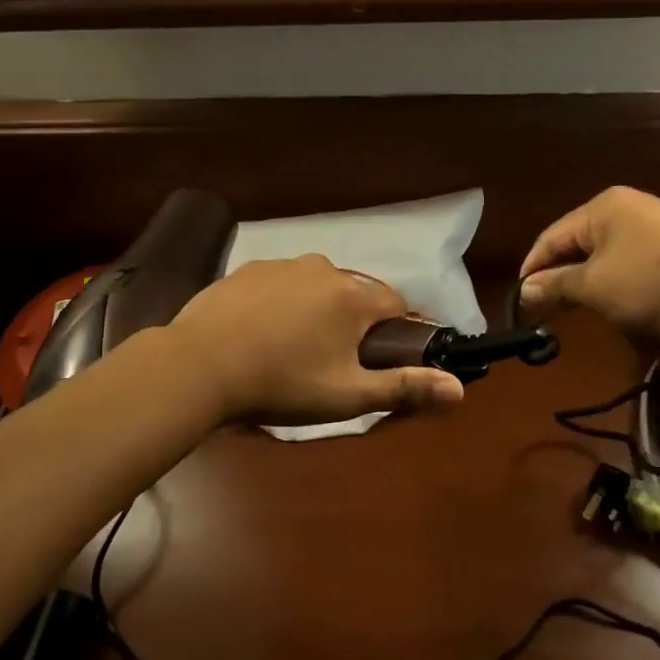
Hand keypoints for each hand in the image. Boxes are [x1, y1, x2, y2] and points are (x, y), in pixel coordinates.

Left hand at [170, 256, 465, 424]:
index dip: (393, 333)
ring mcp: (281, 265)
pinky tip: (259, 334)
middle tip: (328, 363)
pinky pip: (279, 285)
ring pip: (315, 287)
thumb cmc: (282, 383)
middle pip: (354, 295)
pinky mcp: (246, 270)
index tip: (377, 360)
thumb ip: (404, 388)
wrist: (200, 366)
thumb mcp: (347, 395)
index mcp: (352, 297)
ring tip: (289, 350)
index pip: (395, 305)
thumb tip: (459, 389)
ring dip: (314, 311)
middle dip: (351, 323)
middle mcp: (323, 268)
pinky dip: (280, 304)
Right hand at [518, 187, 659, 338]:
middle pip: (576, 244)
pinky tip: (610, 306)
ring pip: (602, 257)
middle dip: (558, 277)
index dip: (532, 269)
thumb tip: (524, 290)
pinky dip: (613, 285)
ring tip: (571, 312)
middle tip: (541, 311)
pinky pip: (628, 265)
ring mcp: (652, 228)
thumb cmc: (654, 285)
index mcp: (602, 208)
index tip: (519, 301)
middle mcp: (626, 209)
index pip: (551, 237)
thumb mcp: (595, 287)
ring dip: (585, 284)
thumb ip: (555, 285)